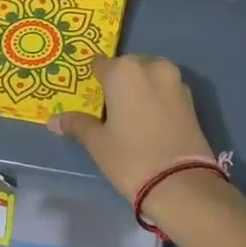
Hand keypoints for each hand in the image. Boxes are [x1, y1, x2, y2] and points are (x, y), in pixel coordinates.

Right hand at [49, 54, 214, 201]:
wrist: (181, 182)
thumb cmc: (130, 158)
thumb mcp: (98, 143)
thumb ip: (77, 125)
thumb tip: (54, 121)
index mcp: (124, 70)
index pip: (100, 64)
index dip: (93, 79)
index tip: (89, 95)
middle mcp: (151, 66)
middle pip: (128, 66)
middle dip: (119, 81)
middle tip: (109, 106)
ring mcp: (176, 80)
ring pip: (150, 75)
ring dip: (140, 86)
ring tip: (130, 113)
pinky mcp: (191, 98)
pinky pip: (166, 89)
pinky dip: (157, 97)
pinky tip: (150, 119)